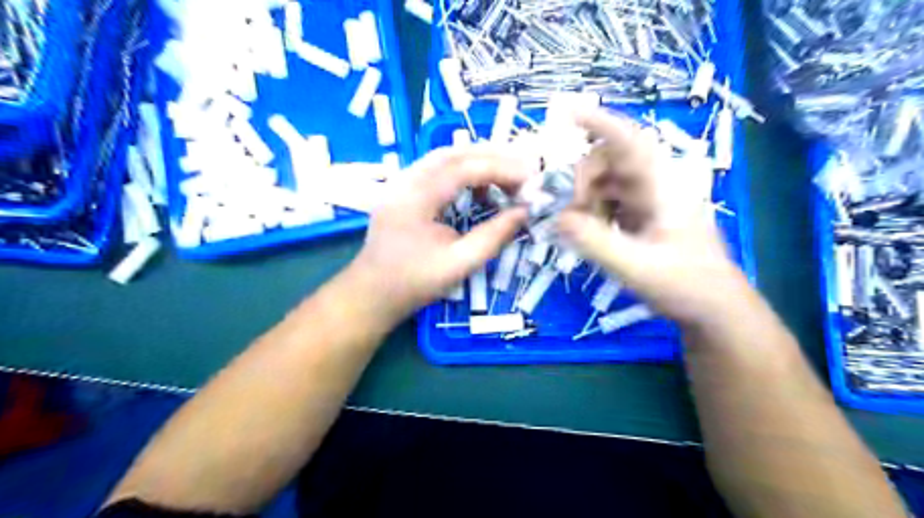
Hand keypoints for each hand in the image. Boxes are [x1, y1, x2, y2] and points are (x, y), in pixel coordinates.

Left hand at [347, 145, 530, 324]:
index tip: (531, 179)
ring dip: (480, 162)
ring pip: (446, 158)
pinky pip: (438, 170)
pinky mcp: (404, 189)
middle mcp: (405, 179)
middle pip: (454, 153)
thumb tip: (524, 212)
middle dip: (493, 158)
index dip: (502, 169)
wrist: (372, 293)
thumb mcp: (459, 264)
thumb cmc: (414, 283)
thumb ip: (494, 236)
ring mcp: (402, 182)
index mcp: (415, 197)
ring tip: (508, 178)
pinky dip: (464, 173)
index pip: (464, 167)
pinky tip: (481, 190)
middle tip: (524, 171)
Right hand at [555, 109, 748, 326]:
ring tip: (579, 231)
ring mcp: (648, 201)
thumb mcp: (636, 267)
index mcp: (663, 186)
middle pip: (609, 161)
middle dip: (582, 180)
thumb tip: (559, 218)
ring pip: (605, 183)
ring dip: (584, 200)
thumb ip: (595, 242)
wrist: (713, 309)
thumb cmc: (685, 285)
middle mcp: (655, 185)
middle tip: (569, 213)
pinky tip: (589, 235)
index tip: (565, 112)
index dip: (599, 122)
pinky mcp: (641, 217)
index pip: (629, 142)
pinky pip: (607, 203)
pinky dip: (591, 214)